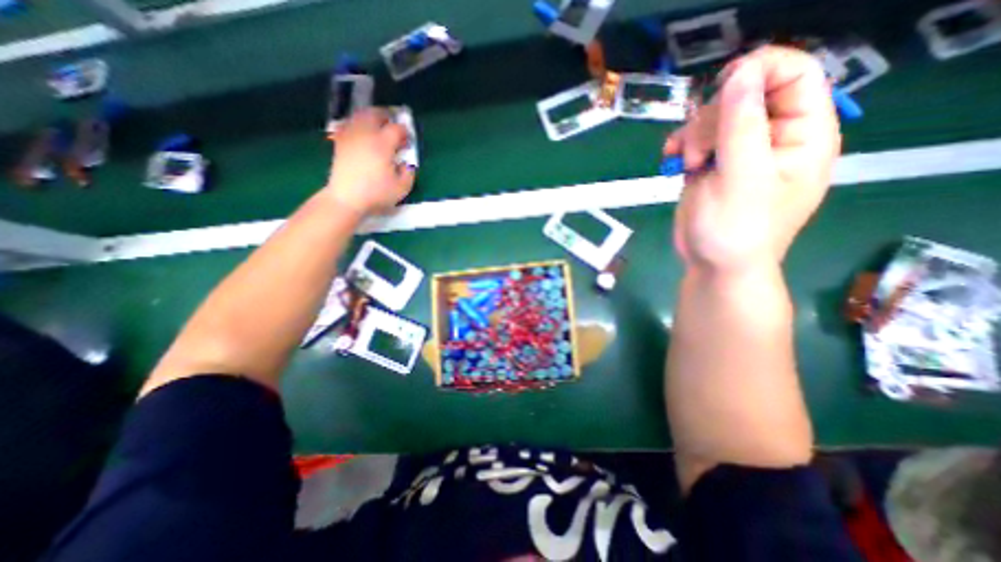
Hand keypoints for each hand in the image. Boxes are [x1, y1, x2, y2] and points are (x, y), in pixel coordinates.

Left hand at [327, 105, 417, 214]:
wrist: (346, 198)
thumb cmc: (376, 194)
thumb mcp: (402, 188)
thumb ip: (409, 173)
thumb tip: (406, 163)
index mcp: (383, 144)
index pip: (397, 128)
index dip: (405, 132)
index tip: (408, 141)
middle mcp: (366, 134)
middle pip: (376, 114)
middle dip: (387, 116)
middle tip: (394, 125)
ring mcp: (350, 136)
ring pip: (360, 115)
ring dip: (372, 117)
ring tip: (379, 126)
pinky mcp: (340, 142)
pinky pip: (349, 124)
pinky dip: (358, 124)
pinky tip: (362, 133)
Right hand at [668, 47, 838, 275]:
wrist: (712, 264)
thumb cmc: (736, 229)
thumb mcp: (742, 178)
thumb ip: (742, 125)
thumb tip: (741, 72)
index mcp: (801, 135)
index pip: (794, 75)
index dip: (760, 70)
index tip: (721, 86)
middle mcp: (772, 138)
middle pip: (743, 96)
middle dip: (713, 118)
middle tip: (699, 152)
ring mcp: (738, 152)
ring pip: (713, 117)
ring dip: (692, 135)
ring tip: (686, 163)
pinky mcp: (711, 166)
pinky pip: (695, 139)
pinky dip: (680, 145)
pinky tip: (671, 159)